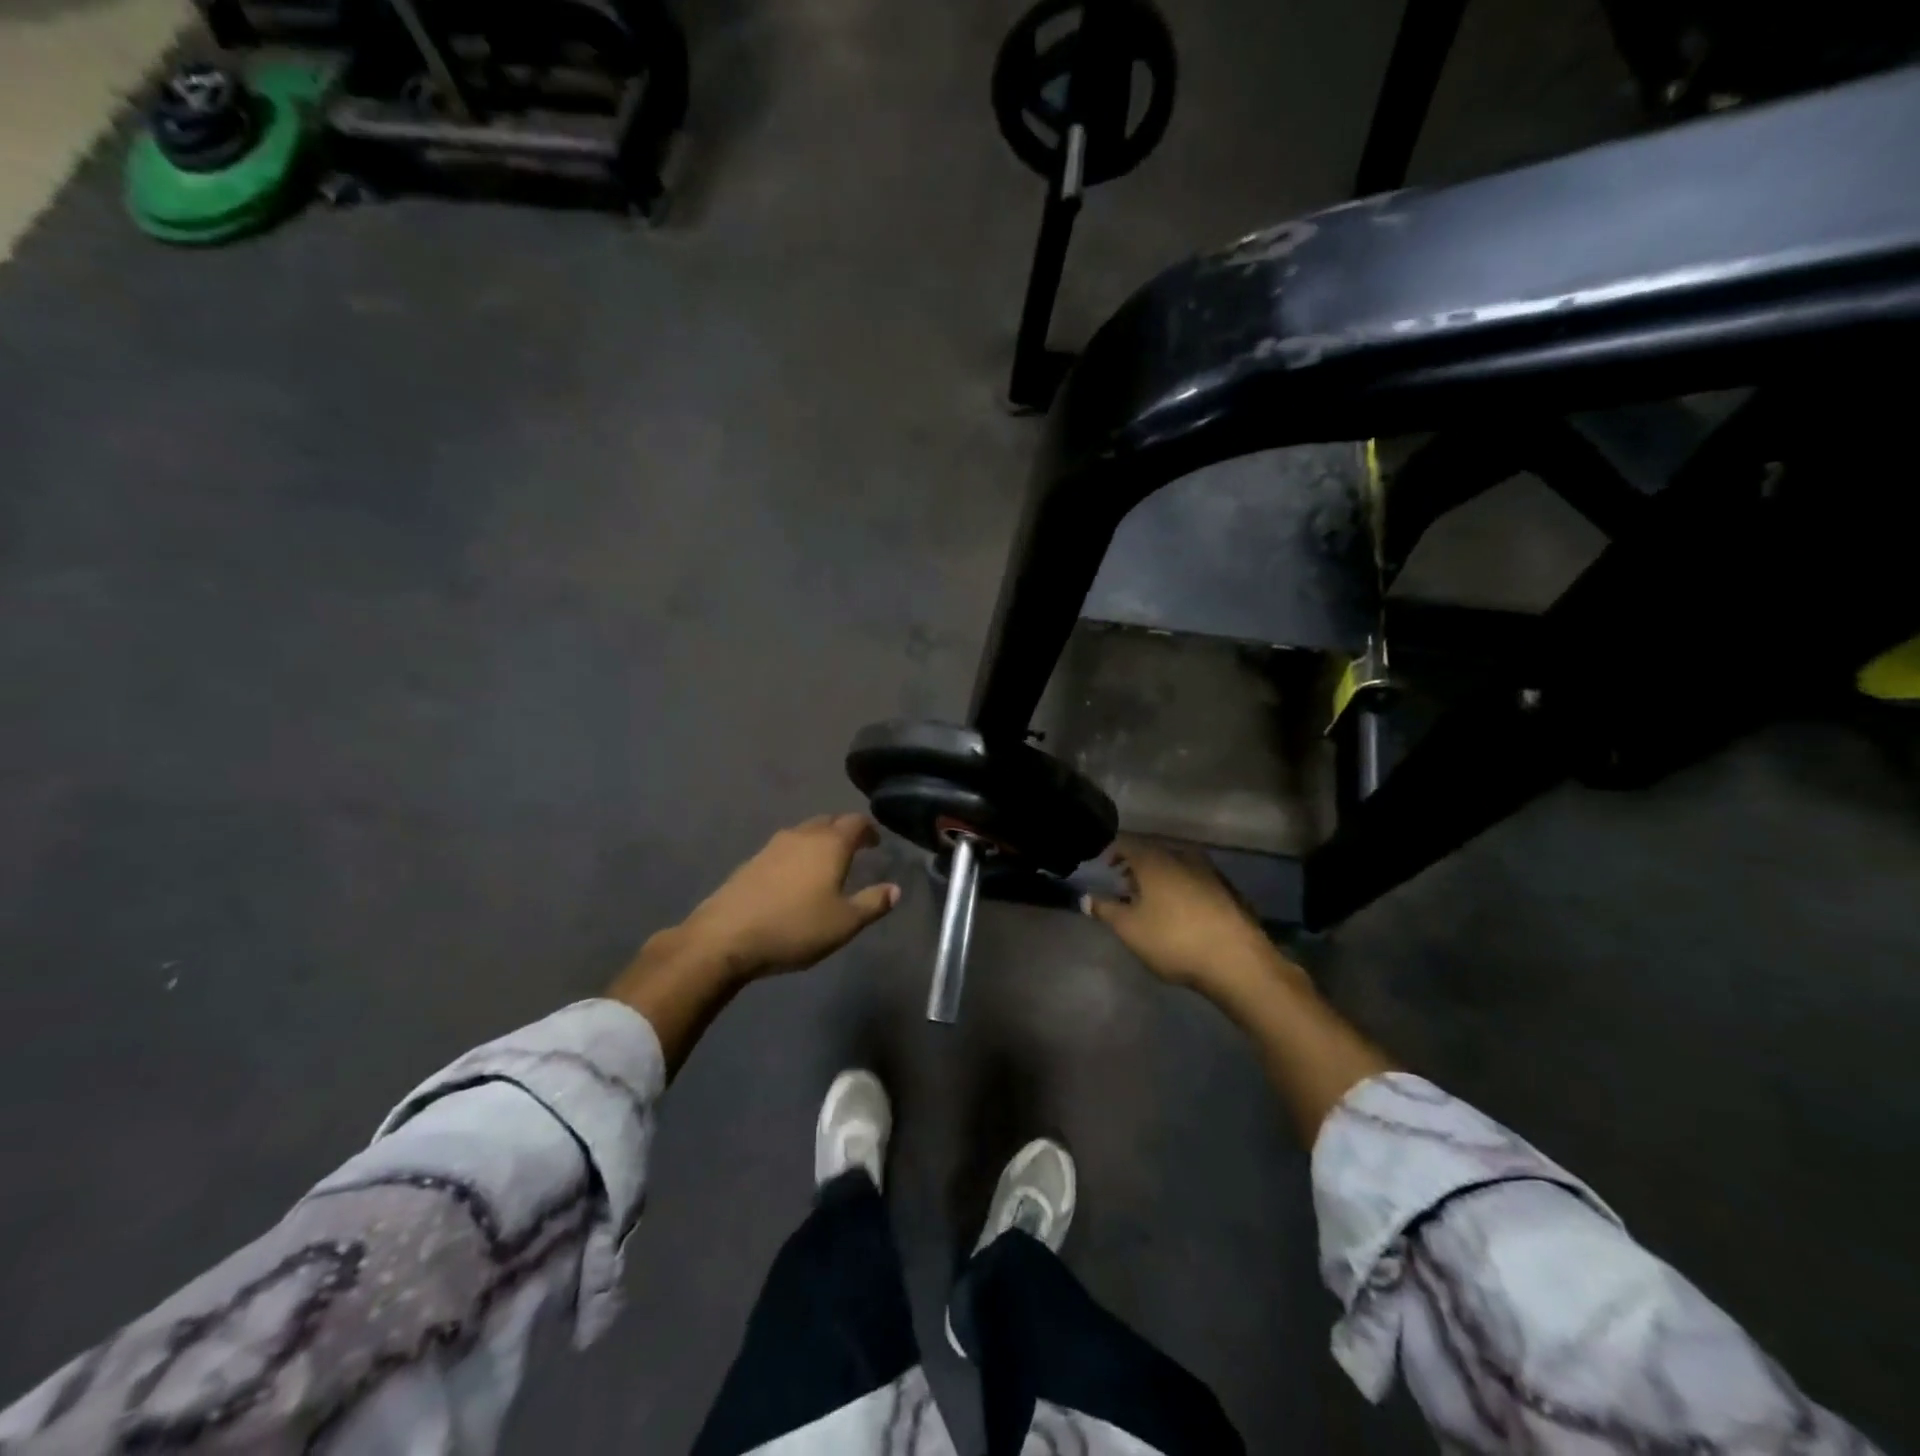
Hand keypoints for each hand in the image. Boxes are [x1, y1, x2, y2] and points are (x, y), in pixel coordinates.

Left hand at [607, 814, 899, 1074]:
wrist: (725, 937)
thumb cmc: (794, 928)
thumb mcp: (844, 923)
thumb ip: (872, 904)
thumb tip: (895, 889)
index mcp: (829, 844)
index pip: (856, 822)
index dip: (869, 830)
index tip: (876, 842)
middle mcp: (802, 835)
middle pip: (828, 821)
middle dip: (843, 831)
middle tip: (855, 849)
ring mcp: (772, 846)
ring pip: (803, 833)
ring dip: (818, 841)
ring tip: (825, 863)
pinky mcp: (751, 862)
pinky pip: (783, 848)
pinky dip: (796, 855)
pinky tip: (794, 878)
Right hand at [1083, 836, 1306, 1001]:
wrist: (1237, 961)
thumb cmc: (1174, 940)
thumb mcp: (1129, 929)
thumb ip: (1105, 910)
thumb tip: (1086, 898)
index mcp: (1155, 860)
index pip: (1127, 843)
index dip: (1113, 852)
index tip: (1105, 868)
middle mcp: (1183, 857)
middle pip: (1153, 852)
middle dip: (1137, 867)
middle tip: (1125, 887)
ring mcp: (1210, 872)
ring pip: (1177, 865)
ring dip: (1161, 878)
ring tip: (1152, 902)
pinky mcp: (1229, 891)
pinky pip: (1196, 880)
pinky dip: (1182, 887)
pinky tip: (1182, 912)